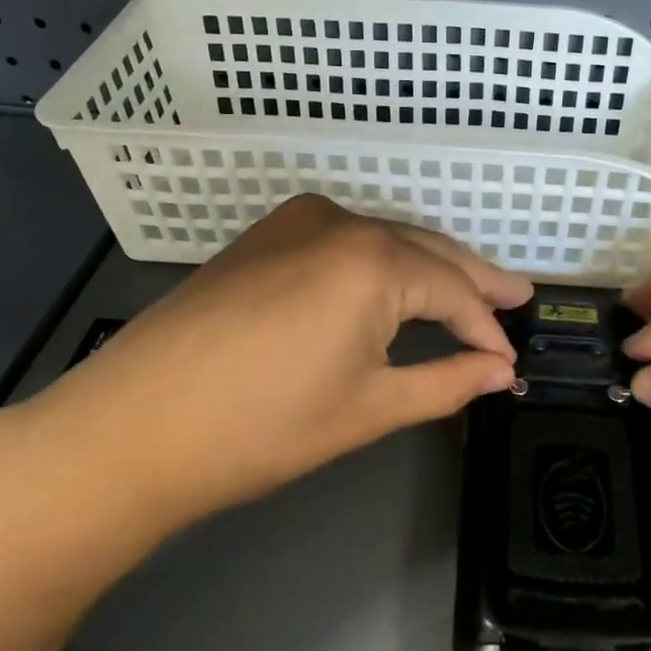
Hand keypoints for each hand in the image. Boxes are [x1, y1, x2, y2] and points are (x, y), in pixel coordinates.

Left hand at [5, 196, 531, 525]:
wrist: (131, 427)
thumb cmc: (261, 428)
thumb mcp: (369, 408)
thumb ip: (446, 382)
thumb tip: (499, 371)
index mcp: (375, 262)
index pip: (454, 291)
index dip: (486, 329)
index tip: (508, 361)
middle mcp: (341, 223)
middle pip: (427, 251)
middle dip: (474, 279)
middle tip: (518, 296)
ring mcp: (296, 222)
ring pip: (386, 241)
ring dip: (428, 268)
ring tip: (468, 293)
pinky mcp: (265, 236)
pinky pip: (344, 241)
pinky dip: (380, 264)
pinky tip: (396, 285)